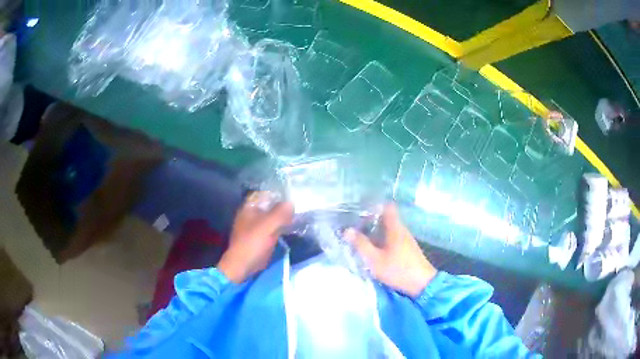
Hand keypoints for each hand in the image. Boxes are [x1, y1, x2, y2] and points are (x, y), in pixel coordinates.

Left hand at [217, 192, 293, 282]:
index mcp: (249, 208)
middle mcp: (250, 215)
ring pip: (270, 218)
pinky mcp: (258, 238)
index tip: (291, 196)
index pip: (263, 194)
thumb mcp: (269, 225)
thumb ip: (281, 212)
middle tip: (297, 207)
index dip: (276, 193)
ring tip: (296, 217)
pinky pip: (270, 229)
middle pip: (267, 206)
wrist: (242, 265)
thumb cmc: (253, 243)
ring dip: (281, 218)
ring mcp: (254, 227)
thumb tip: (291, 203)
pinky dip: (279, 228)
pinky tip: (289, 229)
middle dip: (281, 206)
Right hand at [345, 203, 436, 297]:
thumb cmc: (398, 269)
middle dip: (370, 219)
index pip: (387, 207)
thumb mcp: (375, 260)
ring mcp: (405, 239)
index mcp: (395, 228)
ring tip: (359, 235)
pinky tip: (372, 247)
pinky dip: (381, 239)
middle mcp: (401, 230)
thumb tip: (347, 230)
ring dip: (375, 231)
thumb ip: (361, 244)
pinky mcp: (406, 249)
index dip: (374, 205)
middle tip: (354, 224)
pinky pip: (391, 237)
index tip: (359, 209)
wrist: (422, 284)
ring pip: (388, 229)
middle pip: (386, 218)